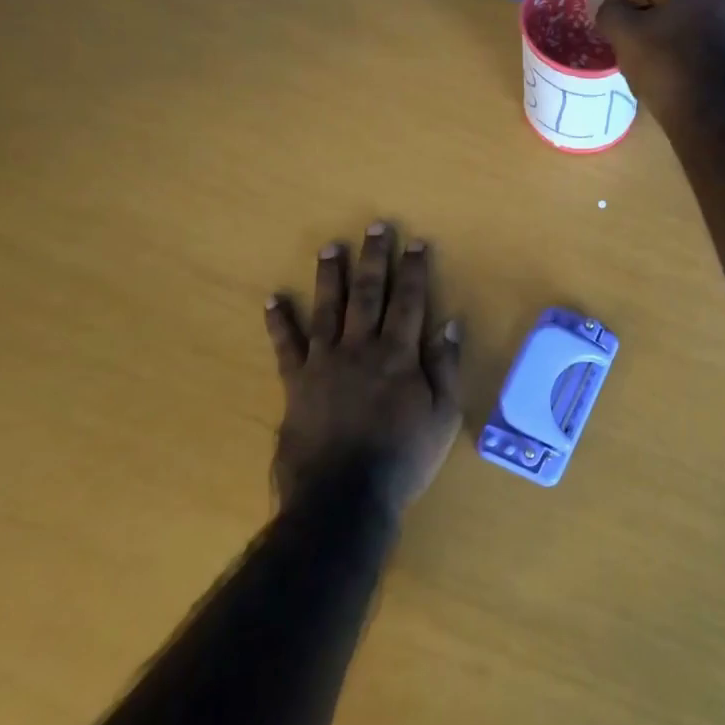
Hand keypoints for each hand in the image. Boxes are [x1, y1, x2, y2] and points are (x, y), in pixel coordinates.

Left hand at [263, 222, 462, 514]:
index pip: (410, 302)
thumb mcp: (442, 416)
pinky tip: (273, 299)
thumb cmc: (403, 458)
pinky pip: (285, 346)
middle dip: (374, 258)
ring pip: (328, 309)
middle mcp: (361, 349)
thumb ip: (446, 369)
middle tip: (375, 227)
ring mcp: (324, 364)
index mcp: (399, 356)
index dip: (414, 270)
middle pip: (369, 294)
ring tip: (330, 247)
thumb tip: (451, 326)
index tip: (415, 243)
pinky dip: (279, 322)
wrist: (343, 497)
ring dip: (330, 276)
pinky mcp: (295, 384)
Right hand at [588, 0, 724, 122]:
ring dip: (665, 38)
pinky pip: (707, 51)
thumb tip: (600, 3)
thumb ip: (609, 12)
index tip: (597, 12)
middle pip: (673, 4)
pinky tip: (669, 74)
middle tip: (617, 36)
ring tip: (640, 58)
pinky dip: (685, 56)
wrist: (720, 120)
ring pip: (691, 28)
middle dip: (643, 18)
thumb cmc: (670, 66)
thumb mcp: (627, 35)